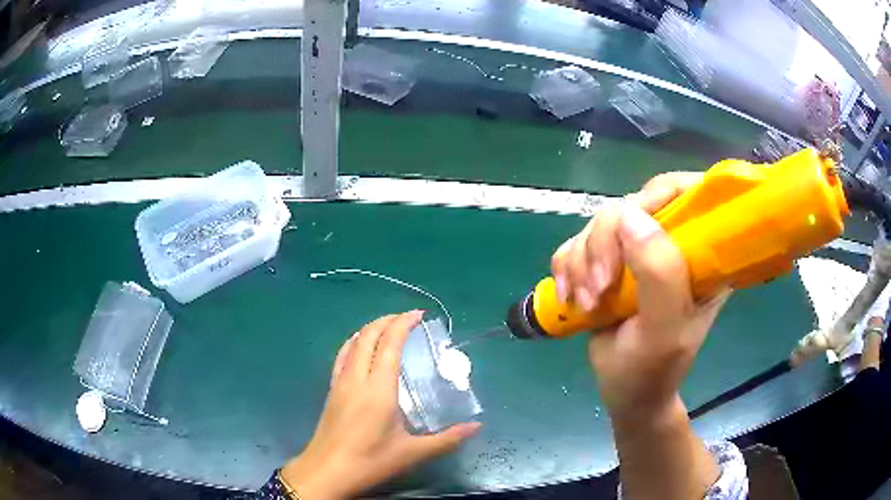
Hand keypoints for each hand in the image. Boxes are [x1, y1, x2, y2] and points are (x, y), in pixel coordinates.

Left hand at [282, 311, 480, 499]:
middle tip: (407, 318)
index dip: (403, 324)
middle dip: (387, 320)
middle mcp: (357, 378)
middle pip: (368, 336)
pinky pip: (342, 356)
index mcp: (378, 389)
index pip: (389, 344)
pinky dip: (354, 342)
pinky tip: (360, 347)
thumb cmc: (370, 461)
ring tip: (387, 326)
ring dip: (369, 328)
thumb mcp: (412, 452)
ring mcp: (340, 383)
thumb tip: (476, 427)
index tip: (418, 314)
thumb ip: (447, 439)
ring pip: (352, 343)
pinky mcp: (331, 390)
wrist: (327, 471)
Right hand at [552, 172, 729, 416]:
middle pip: (632, 204)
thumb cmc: (652, 370)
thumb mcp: (663, 330)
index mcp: (702, 254)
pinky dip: (566, 268)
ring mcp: (639, 252)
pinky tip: (571, 298)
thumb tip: (629, 213)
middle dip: (605, 244)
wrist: (626, 394)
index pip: (687, 193)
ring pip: (598, 223)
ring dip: (582, 262)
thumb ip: (659, 274)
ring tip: (587, 302)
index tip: (629, 227)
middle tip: (599, 289)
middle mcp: (673, 244)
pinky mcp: (609, 261)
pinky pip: (576, 242)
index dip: (656, 195)